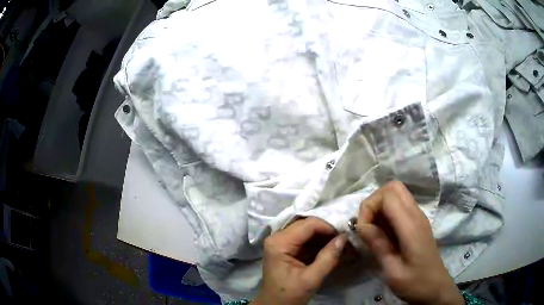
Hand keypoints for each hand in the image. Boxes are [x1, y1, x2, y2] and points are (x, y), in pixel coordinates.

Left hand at [252, 217, 346, 304]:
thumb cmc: (289, 294)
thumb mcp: (311, 279)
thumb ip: (328, 258)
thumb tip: (344, 238)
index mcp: (279, 243)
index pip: (308, 224)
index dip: (328, 227)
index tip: (344, 237)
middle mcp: (277, 237)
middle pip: (307, 225)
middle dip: (327, 231)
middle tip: (343, 240)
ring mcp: (280, 242)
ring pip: (307, 231)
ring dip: (324, 237)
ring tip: (340, 244)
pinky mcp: (285, 248)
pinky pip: (304, 239)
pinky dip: (318, 242)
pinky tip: (330, 248)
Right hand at [357, 181, 463, 304]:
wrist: (435, 287)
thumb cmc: (414, 283)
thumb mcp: (392, 271)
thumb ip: (378, 246)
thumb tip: (362, 226)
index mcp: (411, 226)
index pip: (387, 196)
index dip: (369, 208)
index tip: (362, 230)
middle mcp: (416, 215)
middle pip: (393, 187)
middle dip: (374, 201)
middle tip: (367, 224)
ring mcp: (419, 217)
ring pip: (397, 193)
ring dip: (380, 206)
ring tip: (372, 230)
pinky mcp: (418, 222)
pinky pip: (400, 205)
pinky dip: (387, 212)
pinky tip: (383, 233)